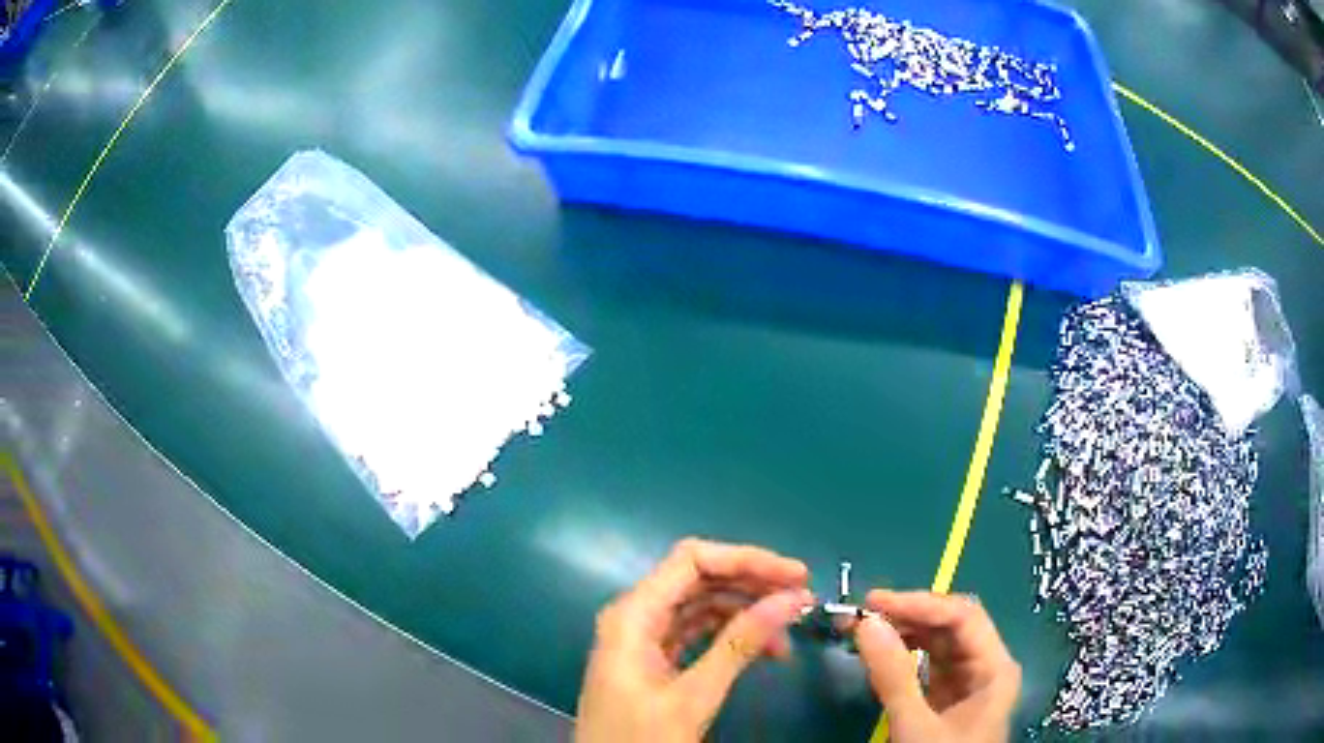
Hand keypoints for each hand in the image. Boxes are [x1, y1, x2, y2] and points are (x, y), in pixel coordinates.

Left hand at [575, 538, 813, 742]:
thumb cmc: (640, 738)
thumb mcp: (693, 697)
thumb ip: (739, 645)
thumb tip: (790, 599)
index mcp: (633, 615)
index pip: (692, 560)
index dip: (746, 558)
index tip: (795, 575)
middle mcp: (635, 616)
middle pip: (698, 578)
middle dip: (752, 584)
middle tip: (801, 599)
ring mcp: (642, 638)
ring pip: (700, 605)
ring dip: (746, 611)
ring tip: (788, 630)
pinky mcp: (652, 659)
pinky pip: (695, 631)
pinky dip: (729, 634)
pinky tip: (762, 647)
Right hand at [856, 591, 1020, 742]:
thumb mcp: (916, 725)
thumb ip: (893, 676)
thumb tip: (865, 624)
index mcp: (994, 667)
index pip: (962, 616)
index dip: (920, 603)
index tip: (873, 603)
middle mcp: (986, 666)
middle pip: (952, 625)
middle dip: (910, 615)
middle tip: (863, 614)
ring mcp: (968, 682)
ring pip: (939, 643)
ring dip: (905, 632)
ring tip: (866, 630)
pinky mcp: (950, 697)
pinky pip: (929, 664)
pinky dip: (904, 655)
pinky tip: (881, 654)